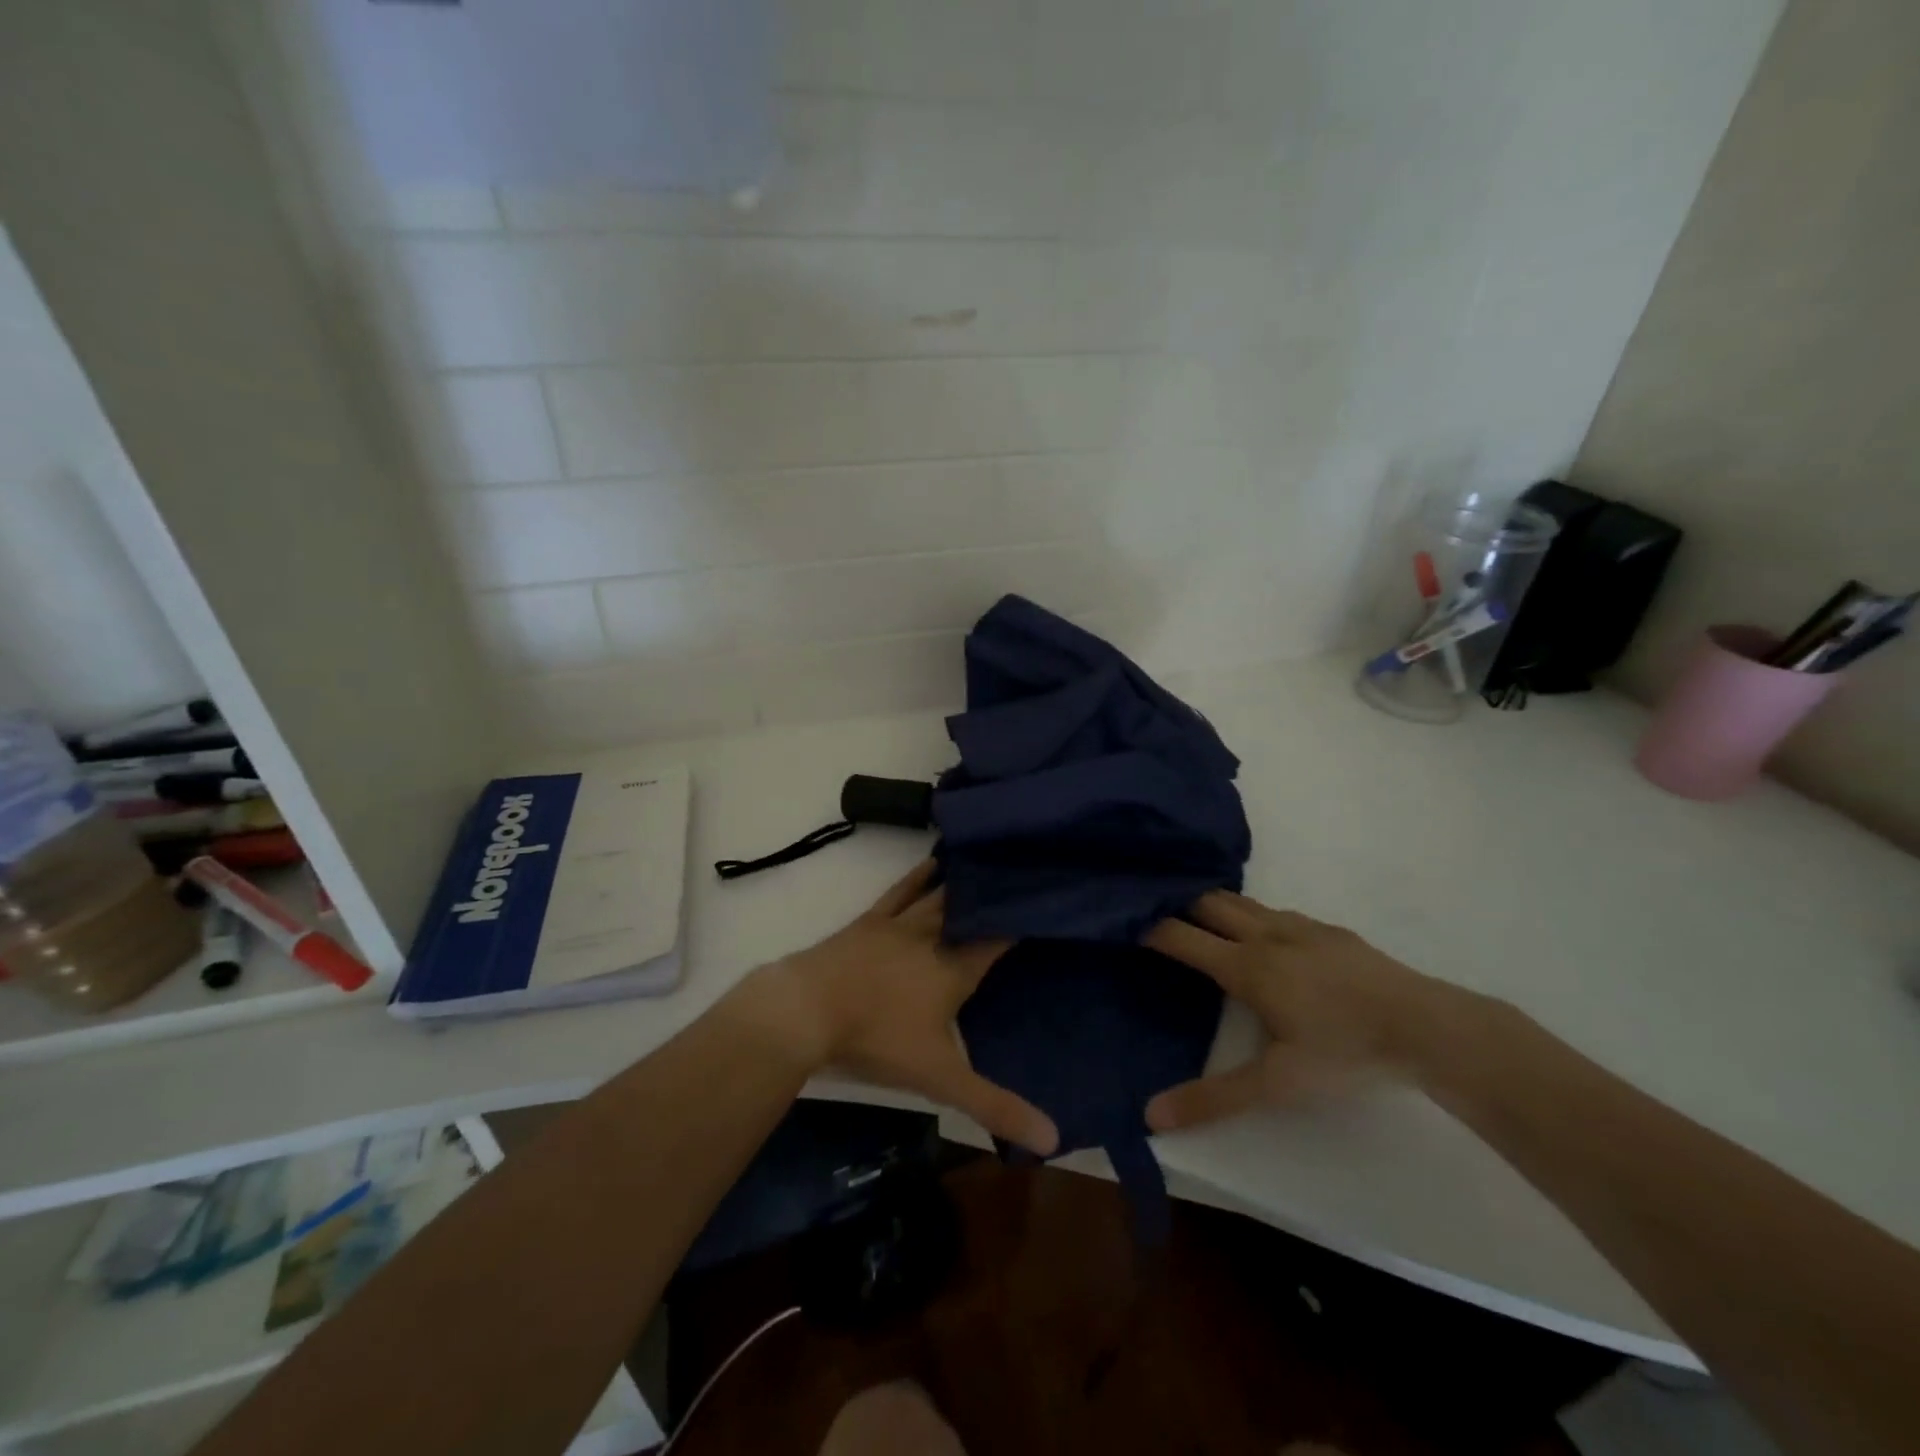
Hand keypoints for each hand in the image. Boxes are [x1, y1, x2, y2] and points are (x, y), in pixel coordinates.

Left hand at [754, 860, 1058, 1156]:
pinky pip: (900, 891)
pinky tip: (931, 861)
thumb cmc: (877, 1039)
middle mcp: (933, 938)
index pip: (997, 940)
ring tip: (989, 862)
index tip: (1047, 905)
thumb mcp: (940, 1078)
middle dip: (997, 895)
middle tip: (1024, 874)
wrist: (807, 1009)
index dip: (1022, 922)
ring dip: (963, 881)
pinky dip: (918, 876)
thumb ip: (994, 1105)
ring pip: (940, 895)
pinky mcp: (869, 921)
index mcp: (954, 970)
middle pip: (971, 911)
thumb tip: (1055, 1140)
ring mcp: (899, 924)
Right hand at [1142, 890, 1460, 1131]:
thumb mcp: (1278, 1085)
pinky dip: (1252, 912)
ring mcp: (1301, 926)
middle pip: (1208, 902)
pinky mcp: (1330, 930)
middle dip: (1177, 900)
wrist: (1430, 1028)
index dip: (1149, 926)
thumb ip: (1214, 1098)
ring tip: (1196, 913)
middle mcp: (1266, 935)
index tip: (1122, 919)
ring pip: (1243, 901)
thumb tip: (1151, 1116)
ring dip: (1214, 903)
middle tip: (1151, 906)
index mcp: (1246, 966)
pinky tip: (1263, 934)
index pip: (1182, 936)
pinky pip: (1276, 910)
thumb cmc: (1346, 1053)